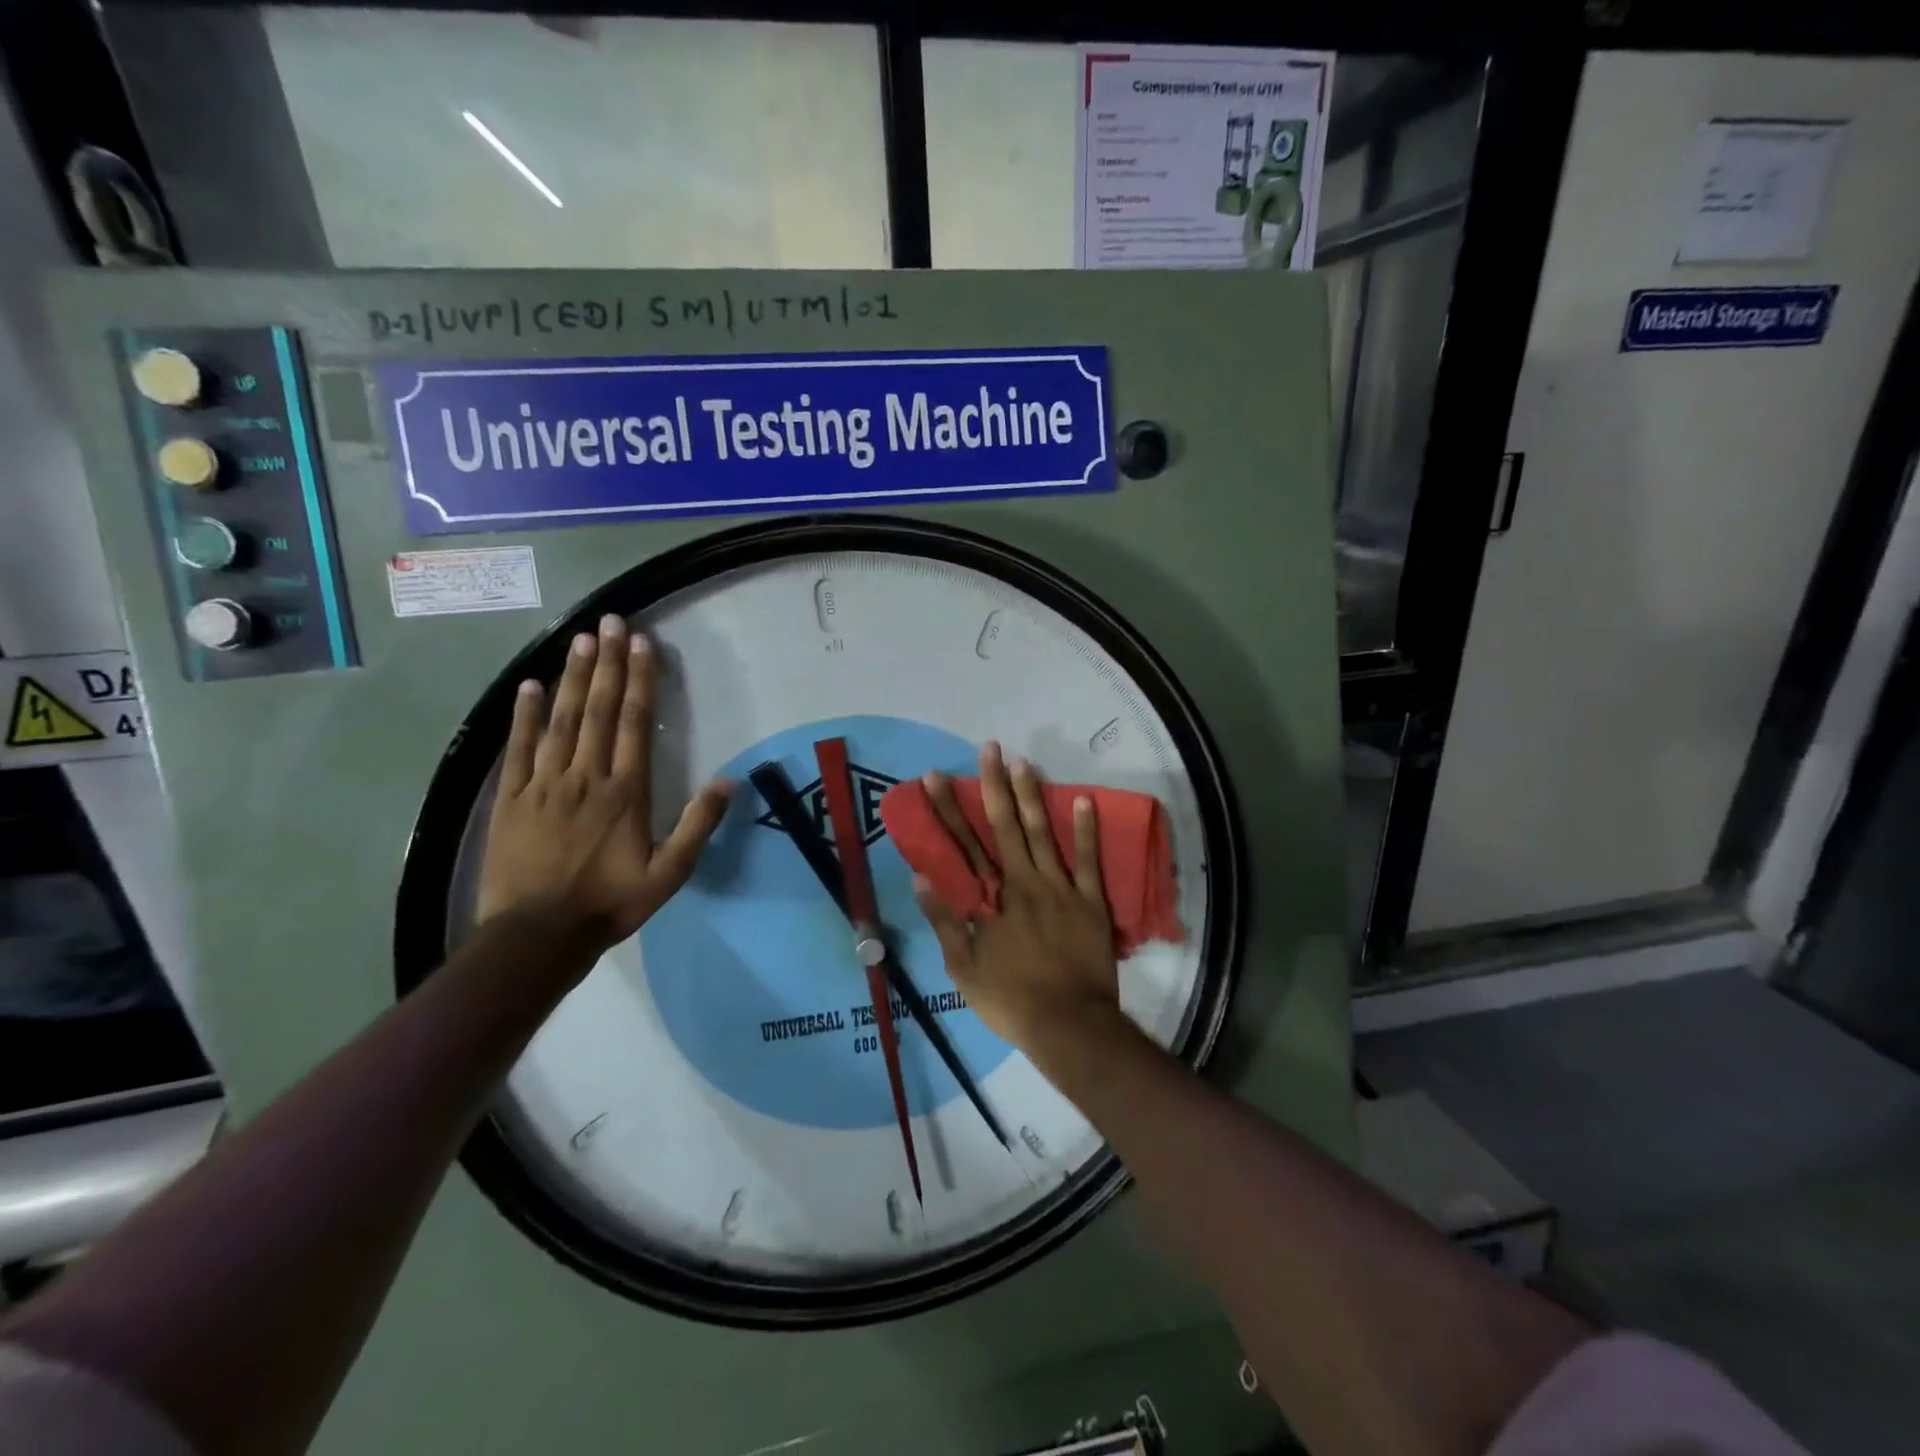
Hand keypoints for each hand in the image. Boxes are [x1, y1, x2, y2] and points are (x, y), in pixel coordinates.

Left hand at [477, 614, 731, 955]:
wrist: (537, 936)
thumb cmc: (610, 903)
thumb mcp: (669, 874)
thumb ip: (698, 826)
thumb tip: (730, 782)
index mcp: (625, 791)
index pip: (635, 723)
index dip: (640, 680)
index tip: (641, 643)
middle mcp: (586, 776)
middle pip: (599, 710)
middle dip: (608, 664)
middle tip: (611, 622)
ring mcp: (544, 784)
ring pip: (562, 720)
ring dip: (573, 678)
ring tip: (580, 639)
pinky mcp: (510, 799)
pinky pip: (518, 749)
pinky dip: (525, 716)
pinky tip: (531, 686)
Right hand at [912, 743, 1120, 1055]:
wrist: (1070, 1026)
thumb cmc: (1011, 1000)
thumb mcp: (963, 968)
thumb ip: (944, 921)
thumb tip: (922, 879)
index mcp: (991, 899)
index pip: (962, 844)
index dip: (947, 808)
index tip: (935, 777)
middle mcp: (1024, 882)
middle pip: (1003, 826)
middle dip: (993, 785)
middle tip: (988, 749)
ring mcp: (1061, 888)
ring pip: (1043, 833)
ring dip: (1032, 795)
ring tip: (1023, 761)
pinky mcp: (1091, 901)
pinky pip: (1090, 860)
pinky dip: (1087, 829)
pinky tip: (1083, 799)